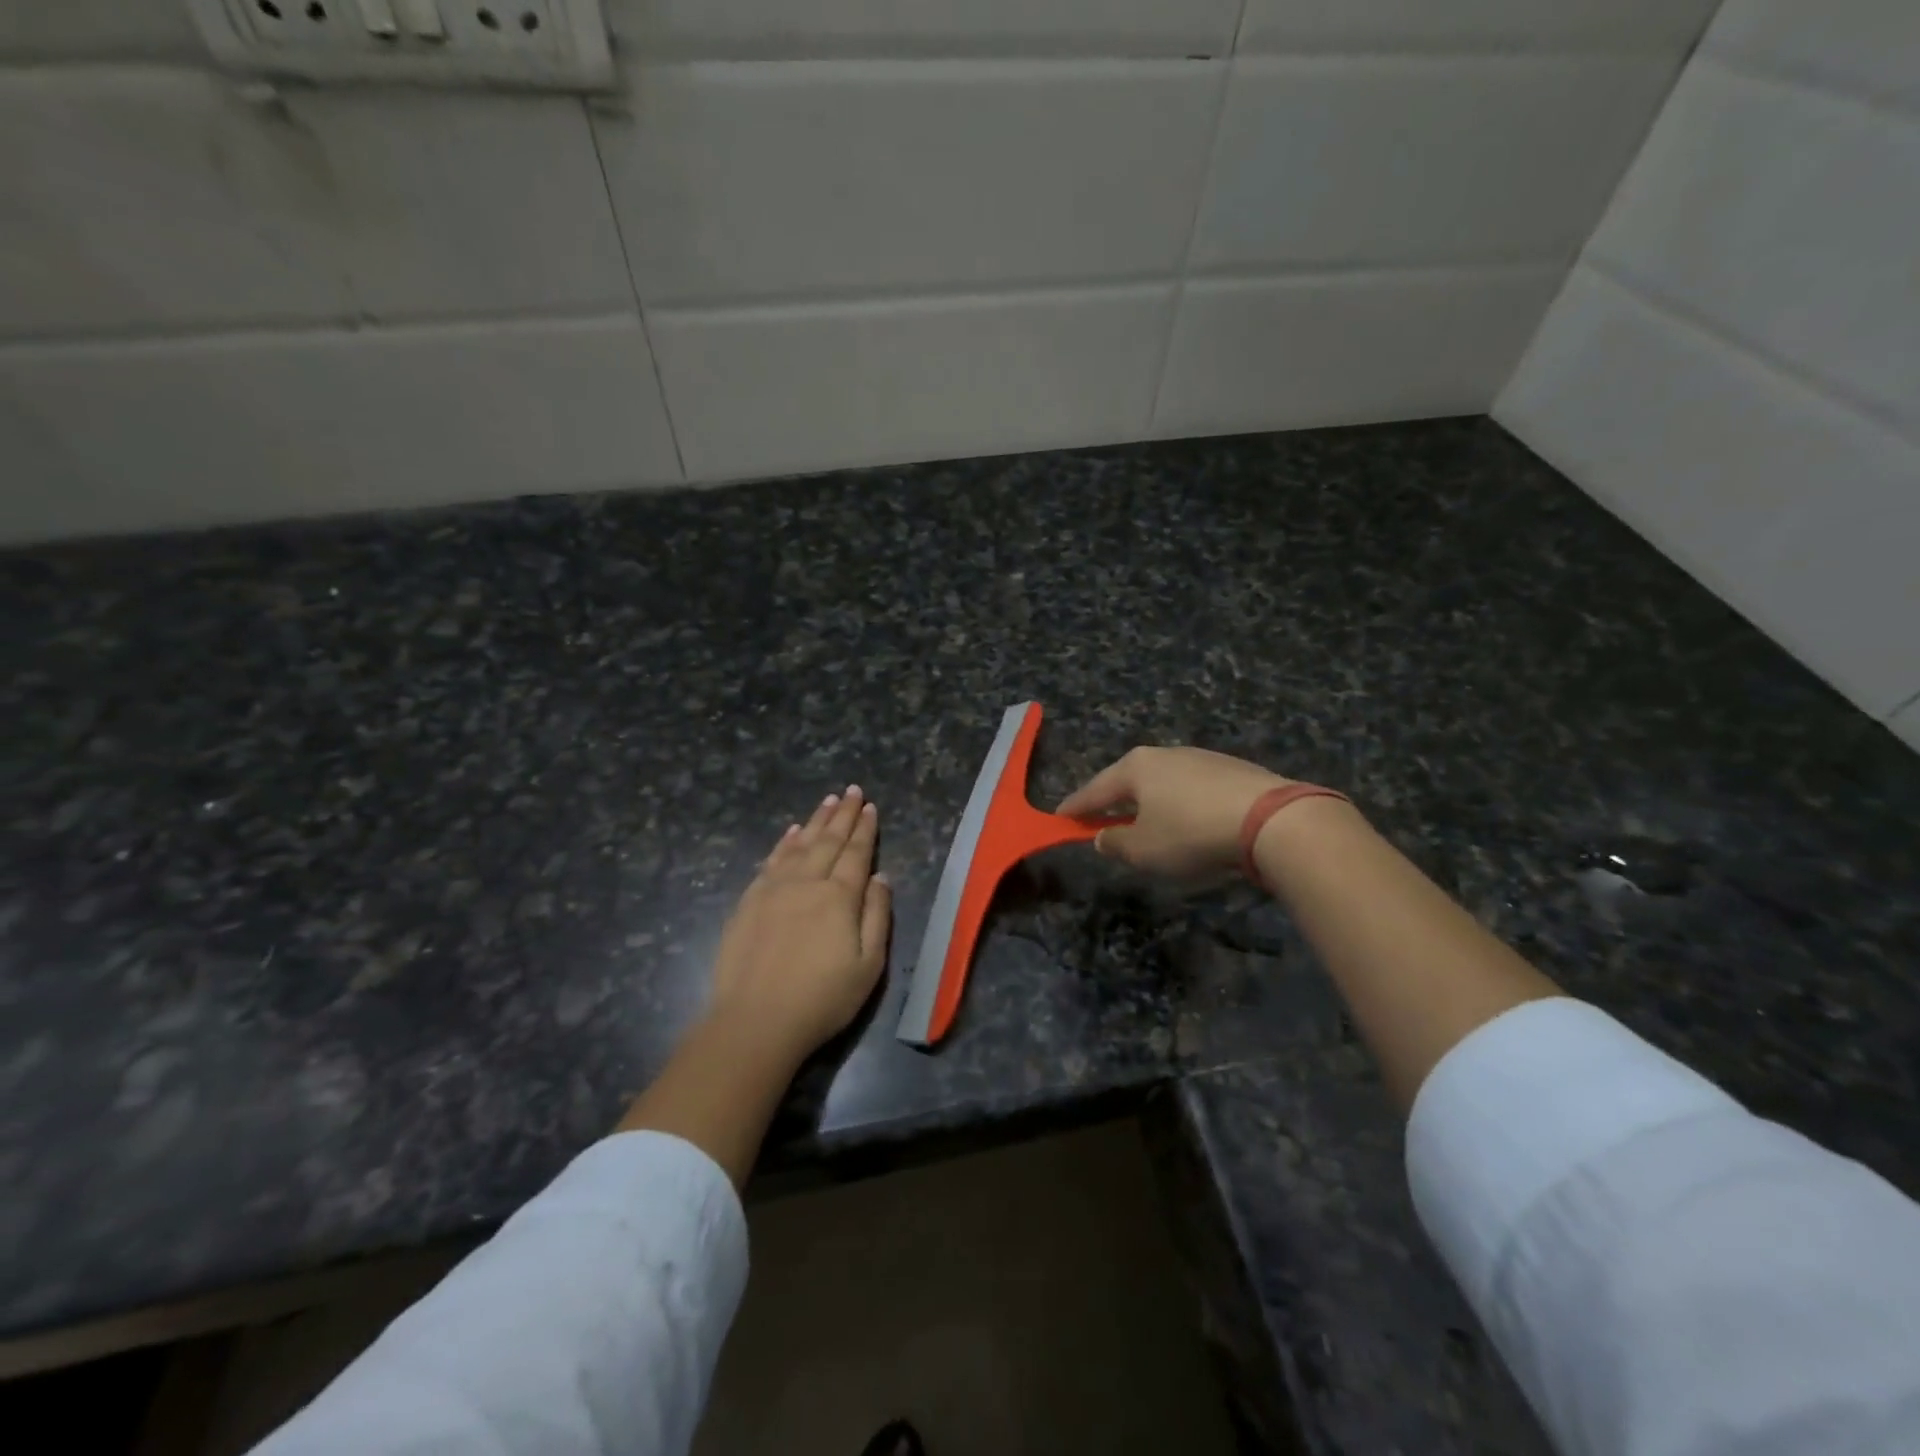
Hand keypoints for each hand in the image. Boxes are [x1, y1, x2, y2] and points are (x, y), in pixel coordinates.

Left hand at [706, 785, 892, 1062]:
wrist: (756, 1021)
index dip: (864, 829)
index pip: (856, 853)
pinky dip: (783, 843)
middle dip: (842, 814)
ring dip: (814, 821)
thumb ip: (877, 916)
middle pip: (828, 841)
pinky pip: (771, 861)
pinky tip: (791, 832)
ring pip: (799, 845)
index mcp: (839, 897)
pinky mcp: (749, 902)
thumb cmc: (822, 999)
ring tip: (827, 800)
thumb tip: (881, 877)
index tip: (869, 806)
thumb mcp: (869, 965)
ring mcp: (774, 889)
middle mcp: (807, 882)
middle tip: (851, 790)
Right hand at [1058, 747, 1292, 879]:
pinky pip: (1191, 786)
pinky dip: (1180, 802)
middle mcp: (1164, 754)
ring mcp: (1200, 757)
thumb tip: (1102, 836)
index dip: (1075, 807)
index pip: (1094, 790)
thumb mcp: (1144, 849)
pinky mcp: (1230, 767)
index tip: (1059, 818)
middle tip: (1100, 819)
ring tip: (1146, 822)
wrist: (1272, 819)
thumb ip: (1115, 842)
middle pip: (1128, 779)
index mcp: (1135, 768)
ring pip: (1161, 781)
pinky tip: (1187, 818)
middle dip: (1113, 800)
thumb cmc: (1192, 833)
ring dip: (1149, 801)